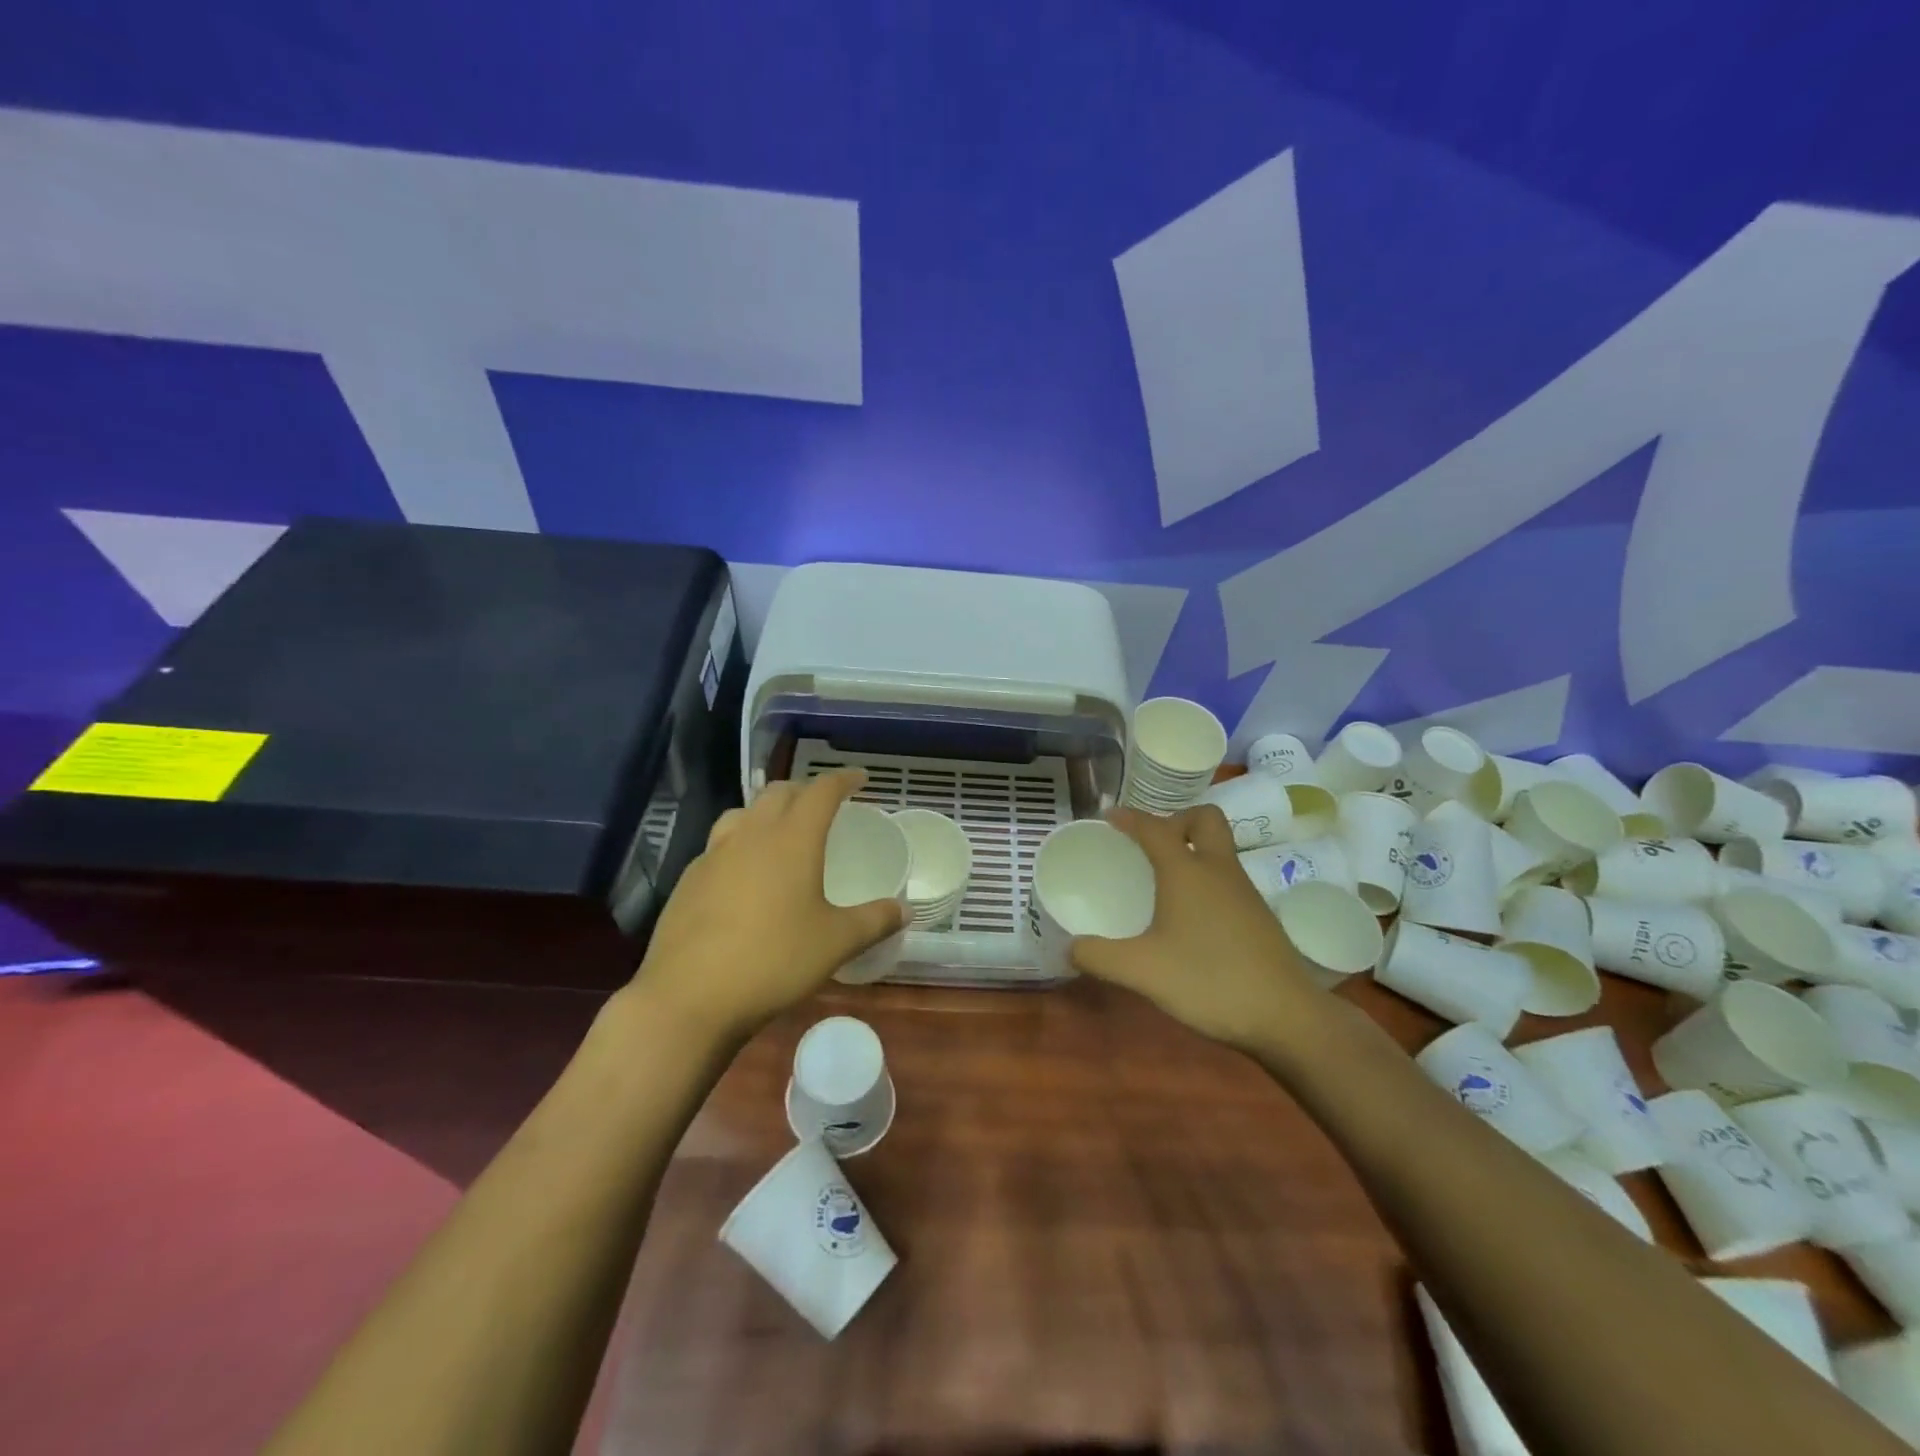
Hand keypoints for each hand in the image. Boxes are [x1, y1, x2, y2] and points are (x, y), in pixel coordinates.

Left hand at [630, 770, 904, 1041]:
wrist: (688, 997)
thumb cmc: (773, 960)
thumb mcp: (835, 943)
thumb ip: (874, 921)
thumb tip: (905, 910)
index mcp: (792, 839)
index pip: (821, 791)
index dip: (843, 780)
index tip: (860, 778)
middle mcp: (751, 835)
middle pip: (778, 793)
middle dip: (804, 791)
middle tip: (823, 805)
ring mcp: (714, 855)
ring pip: (743, 813)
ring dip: (767, 811)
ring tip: (780, 830)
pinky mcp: (689, 880)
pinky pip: (719, 844)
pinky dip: (739, 843)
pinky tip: (743, 874)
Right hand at [1069, 806, 1326, 1051]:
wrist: (1286, 1017)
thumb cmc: (1209, 982)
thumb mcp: (1143, 972)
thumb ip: (1099, 957)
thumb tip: (1069, 948)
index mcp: (1187, 871)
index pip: (1154, 827)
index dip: (1129, 818)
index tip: (1108, 816)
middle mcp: (1218, 870)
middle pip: (1203, 818)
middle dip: (1175, 820)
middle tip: (1151, 846)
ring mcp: (1244, 891)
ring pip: (1219, 848)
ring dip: (1192, 849)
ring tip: (1163, 880)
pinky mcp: (1259, 915)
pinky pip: (1227, 876)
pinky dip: (1206, 878)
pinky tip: (1190, 916)